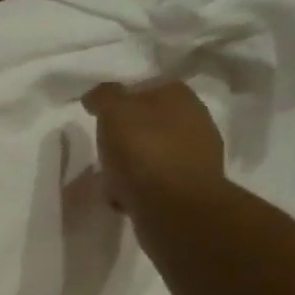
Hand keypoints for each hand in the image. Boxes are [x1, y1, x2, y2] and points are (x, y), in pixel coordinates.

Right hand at [84, 81, 226, 218]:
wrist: (175, 207)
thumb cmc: (143, 151)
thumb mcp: (114, 113)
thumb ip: (105, 97)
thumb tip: (98, 95)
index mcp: (178, 95)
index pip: (146, 88)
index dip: (122, 101)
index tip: (100, 118)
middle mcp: (195, 119)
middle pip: (150, 123)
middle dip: (128, 135)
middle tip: (103, 151)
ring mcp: (196, 155)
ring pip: (153, 154)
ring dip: (133, 165)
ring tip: (110, 181)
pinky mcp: (191, 188)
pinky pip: (157, 182)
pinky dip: (140, 188)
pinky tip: (125, 199)